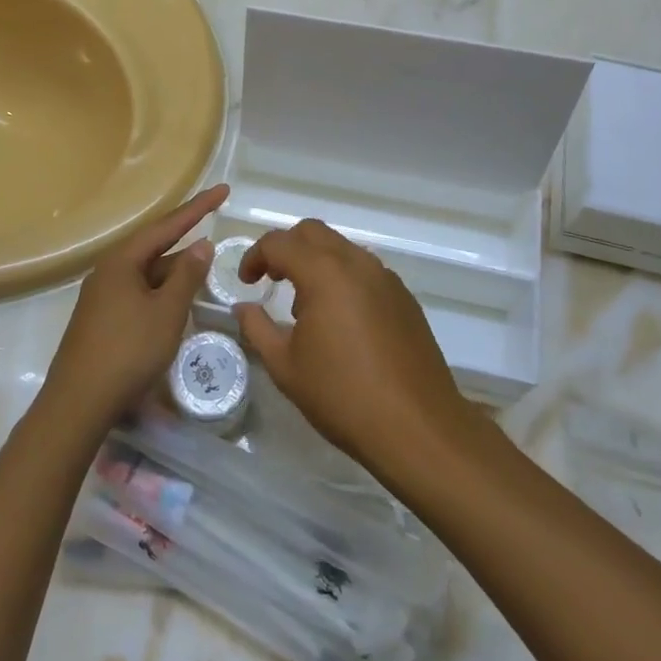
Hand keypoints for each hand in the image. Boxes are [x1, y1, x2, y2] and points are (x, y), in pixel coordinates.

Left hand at [45, 184, 226, 428]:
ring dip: (175, 267)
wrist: (78, 402)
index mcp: (122, 260)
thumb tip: (201, 244)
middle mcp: (109, 270)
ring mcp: (102, 294)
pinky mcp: (102, 317)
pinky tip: (177, 298)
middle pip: (154, 244)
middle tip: (214, 217)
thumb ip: (187, 276)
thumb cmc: (127, 351)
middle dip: (185, 234)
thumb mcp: (167, 312)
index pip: (167, 225)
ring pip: (147, 271)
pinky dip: (162, 288)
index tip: (224, 190)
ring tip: (205, 262)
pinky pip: (139, 290)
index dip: (198, 208)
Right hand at [234, 220, 469, 479]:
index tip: (247, 283)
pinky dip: (343, 279)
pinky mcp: (404, 298)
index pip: (279, 243)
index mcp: (324, 273)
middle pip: (312, 233)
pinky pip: (365, 271)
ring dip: (316, 262)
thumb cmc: (342, 396)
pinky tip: (341, 322)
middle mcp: (356, 263)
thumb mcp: (285, 366)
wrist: (417, 427)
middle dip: (286, 249)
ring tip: (306, 307)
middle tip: (272, 280)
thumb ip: (257, 328)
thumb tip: (244, 307)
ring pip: (342, 249)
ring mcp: (385, 278)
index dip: (255, 257)